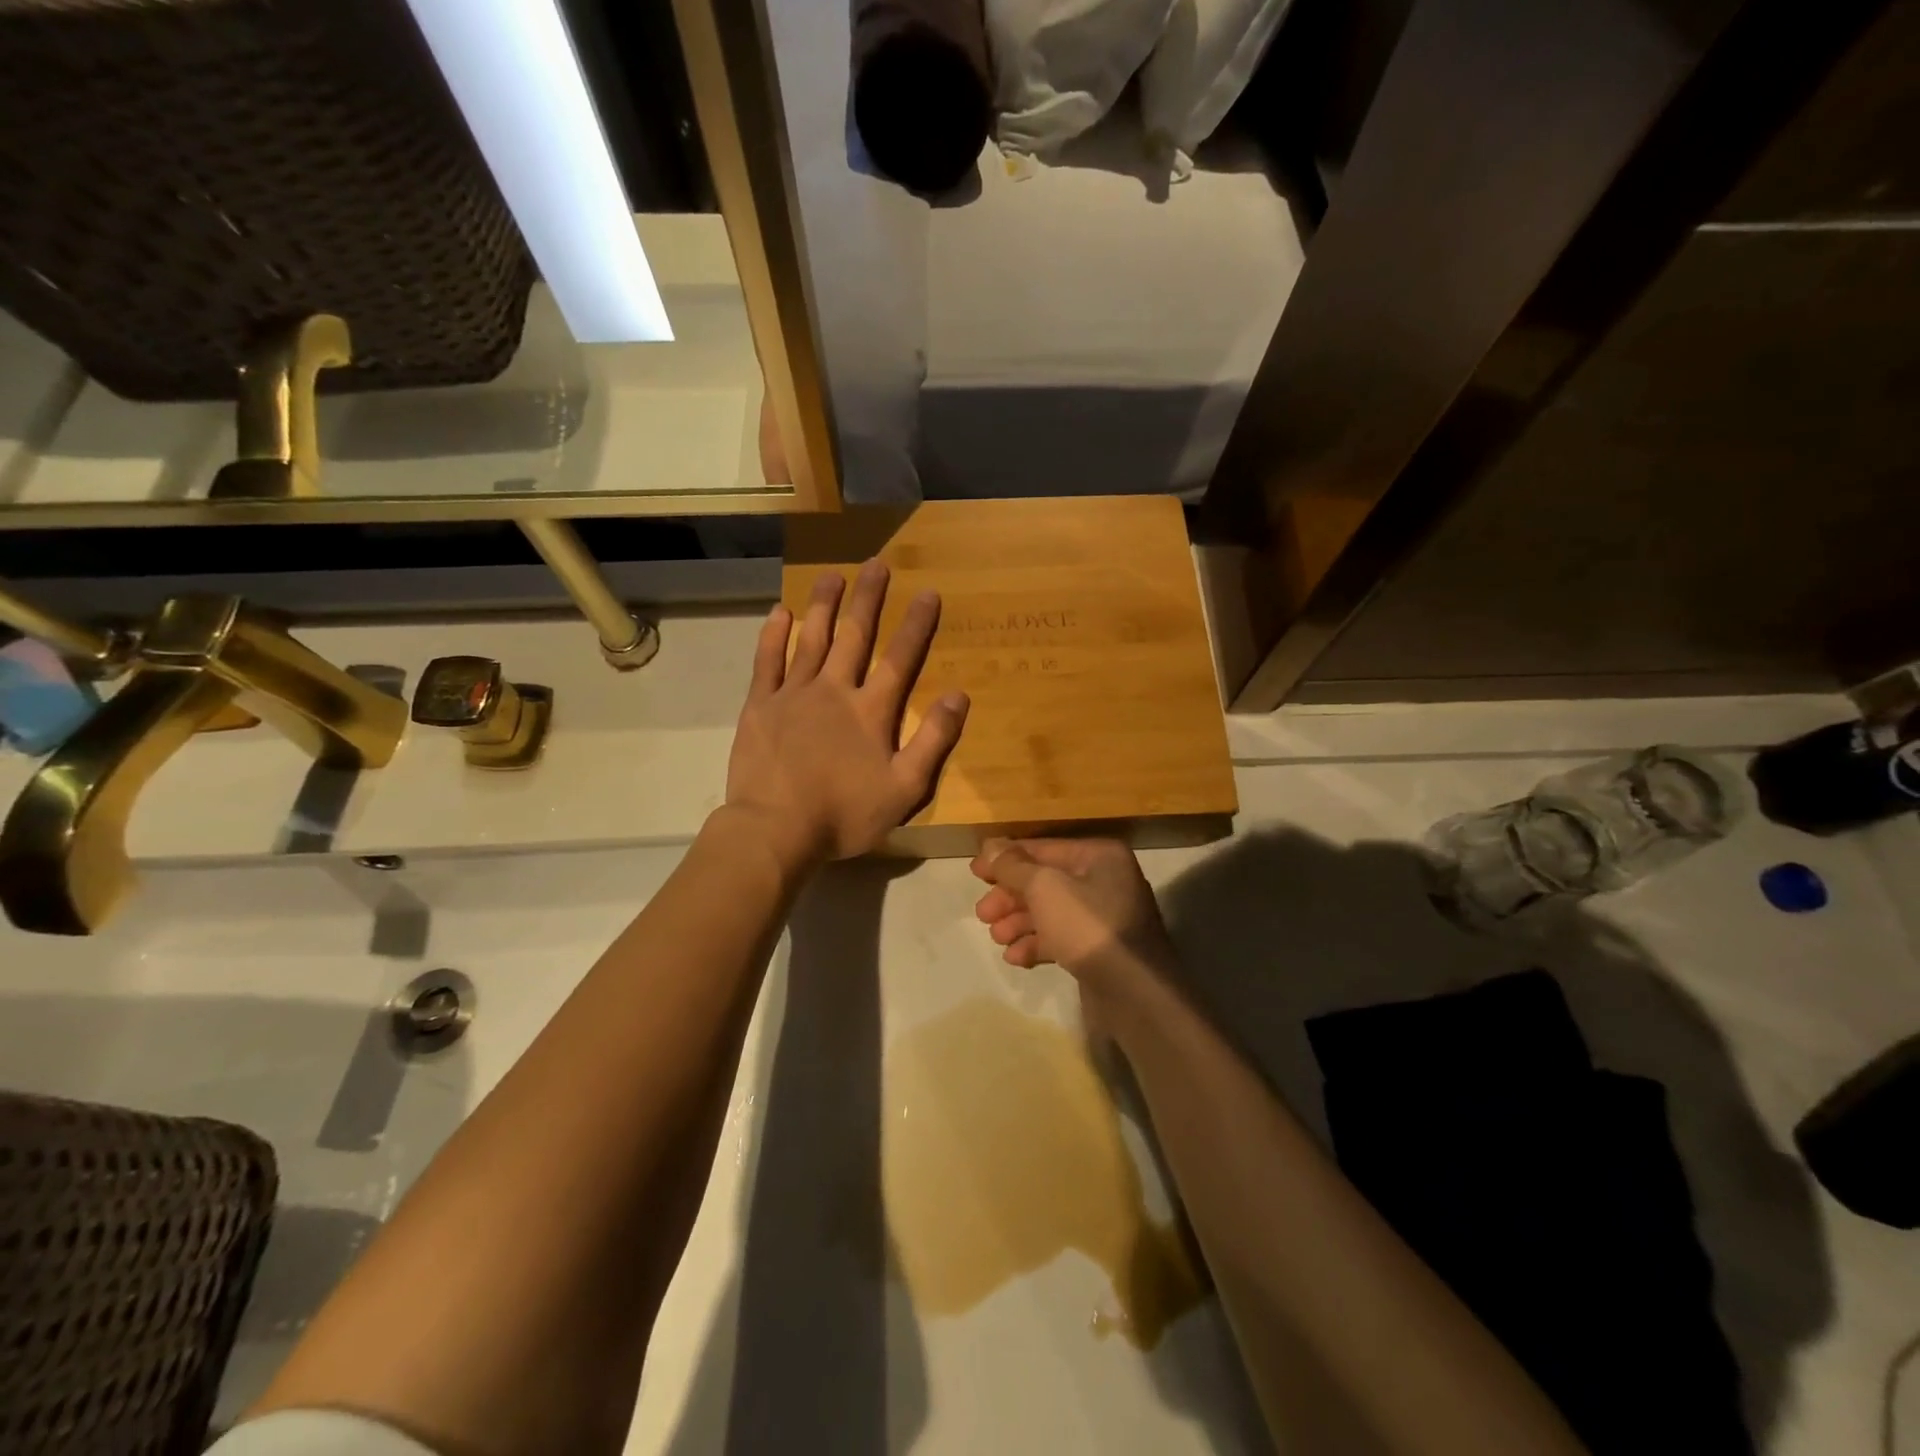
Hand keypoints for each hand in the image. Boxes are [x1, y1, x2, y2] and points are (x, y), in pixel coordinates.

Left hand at [726, 560, 968, 866]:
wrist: (776, 830)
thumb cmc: (844, 815)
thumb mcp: (905, 788)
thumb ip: (933, 741)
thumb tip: (958, 695)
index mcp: (871, 711)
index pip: (900, 659)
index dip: (916, 624)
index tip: (927, 592)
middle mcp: (834, 690)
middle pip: (855, 636)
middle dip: (868, 598)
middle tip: (877, 563)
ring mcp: (793, 694)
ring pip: (811, 639)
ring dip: (824, 605)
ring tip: (832, 574)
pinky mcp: (759, 706)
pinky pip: (767, 661)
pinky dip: (774, 635)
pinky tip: (781, 612)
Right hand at [970, 838, 1179, 996]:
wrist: (1134, 992)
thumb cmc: (1088, 927)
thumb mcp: (1044, 888)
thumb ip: (1013, 866)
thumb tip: (990, 846)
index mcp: (1099, 856)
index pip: (1043, 848)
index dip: (1006, 858)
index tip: (974, 872)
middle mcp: (1105, 880)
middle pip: (1045, 881)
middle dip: (1010, 897)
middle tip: (982, 914)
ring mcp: (1105, 917)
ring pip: (1051, 912)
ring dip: (1019, 922)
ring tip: (996, 937)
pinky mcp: (1100, 950)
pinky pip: (1062, 938)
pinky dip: (1037, 944)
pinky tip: (1016, 958)